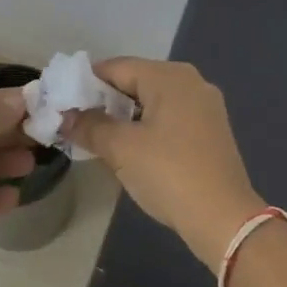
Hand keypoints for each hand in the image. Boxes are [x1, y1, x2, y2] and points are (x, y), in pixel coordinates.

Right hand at [63, 58, 265, 269]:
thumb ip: (89, 126)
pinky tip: (129, 149)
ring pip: (151, 101)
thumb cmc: (170, 174)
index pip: (115, 68)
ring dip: (123, 117)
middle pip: (135, 81)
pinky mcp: (210, 131)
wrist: (224, 219)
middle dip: (104, 101)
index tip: (61, 104)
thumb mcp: (121, 149)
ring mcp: (204, 106)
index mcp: (169, 76)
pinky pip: (168, 118)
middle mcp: (190, 81)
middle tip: (75, 123)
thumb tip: (64, 117)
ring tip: (97, 138)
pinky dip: (146, 127)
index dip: (84, 84)